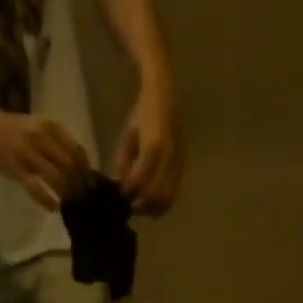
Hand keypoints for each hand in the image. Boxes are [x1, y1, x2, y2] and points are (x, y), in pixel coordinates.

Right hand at [0, 107, 91, 210]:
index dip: (86, 170)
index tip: (91, 185)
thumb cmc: (13, 130)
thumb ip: (56, 143)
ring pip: (56, 177)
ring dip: (66, 194)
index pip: (76, 151)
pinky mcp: (16, 168)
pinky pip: (36, 188)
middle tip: (83, 199)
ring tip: (70, 204)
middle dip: (79, 185)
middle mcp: (41, 138)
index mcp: (50, 127)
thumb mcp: (38, 128)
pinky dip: (47, 200)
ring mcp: (28, 153)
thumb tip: (78, 167)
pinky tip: (54, 207)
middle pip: (69, 166)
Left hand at [112, 84, 181, 214]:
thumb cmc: (142, 112)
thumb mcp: (127, 137)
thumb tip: (118, 188)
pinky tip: (153, 204)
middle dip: (141, 205)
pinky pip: (175, 193)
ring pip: (168, 198)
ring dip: (153, 208)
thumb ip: (122, 164)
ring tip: (141, 206)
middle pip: (156, 195)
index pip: (140, 181)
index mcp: (154, 145)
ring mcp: (180, 162)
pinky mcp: (184, 166)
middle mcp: (170, 155)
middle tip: (129, 206)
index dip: (129, 193)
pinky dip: (163, 203)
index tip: (119, 196)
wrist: (164, 94)